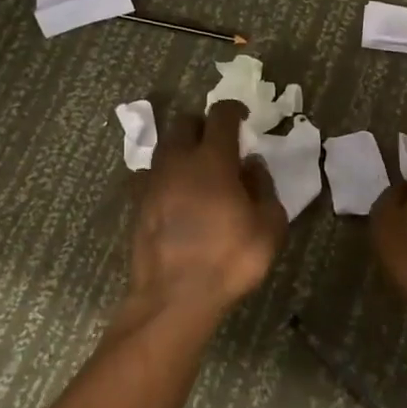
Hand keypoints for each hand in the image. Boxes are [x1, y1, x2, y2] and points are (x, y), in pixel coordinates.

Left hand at [130, 100, 287, 315]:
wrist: (174, 298)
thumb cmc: (229, 259)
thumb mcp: (268, 226)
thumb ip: (264, 187)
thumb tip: (251, 164)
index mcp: (212, 160)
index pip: (220, 116)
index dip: (234, 110)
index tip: (244, 117)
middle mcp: (177, 162)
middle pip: (185, 123)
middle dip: (203, 125)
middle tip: (220, 144)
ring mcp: (153, 182)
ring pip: (165, 148)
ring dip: (182, 149)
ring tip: (198, 170)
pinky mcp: (138, 204)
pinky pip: (151, 175)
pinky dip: (166, 176)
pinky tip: (177, 196)